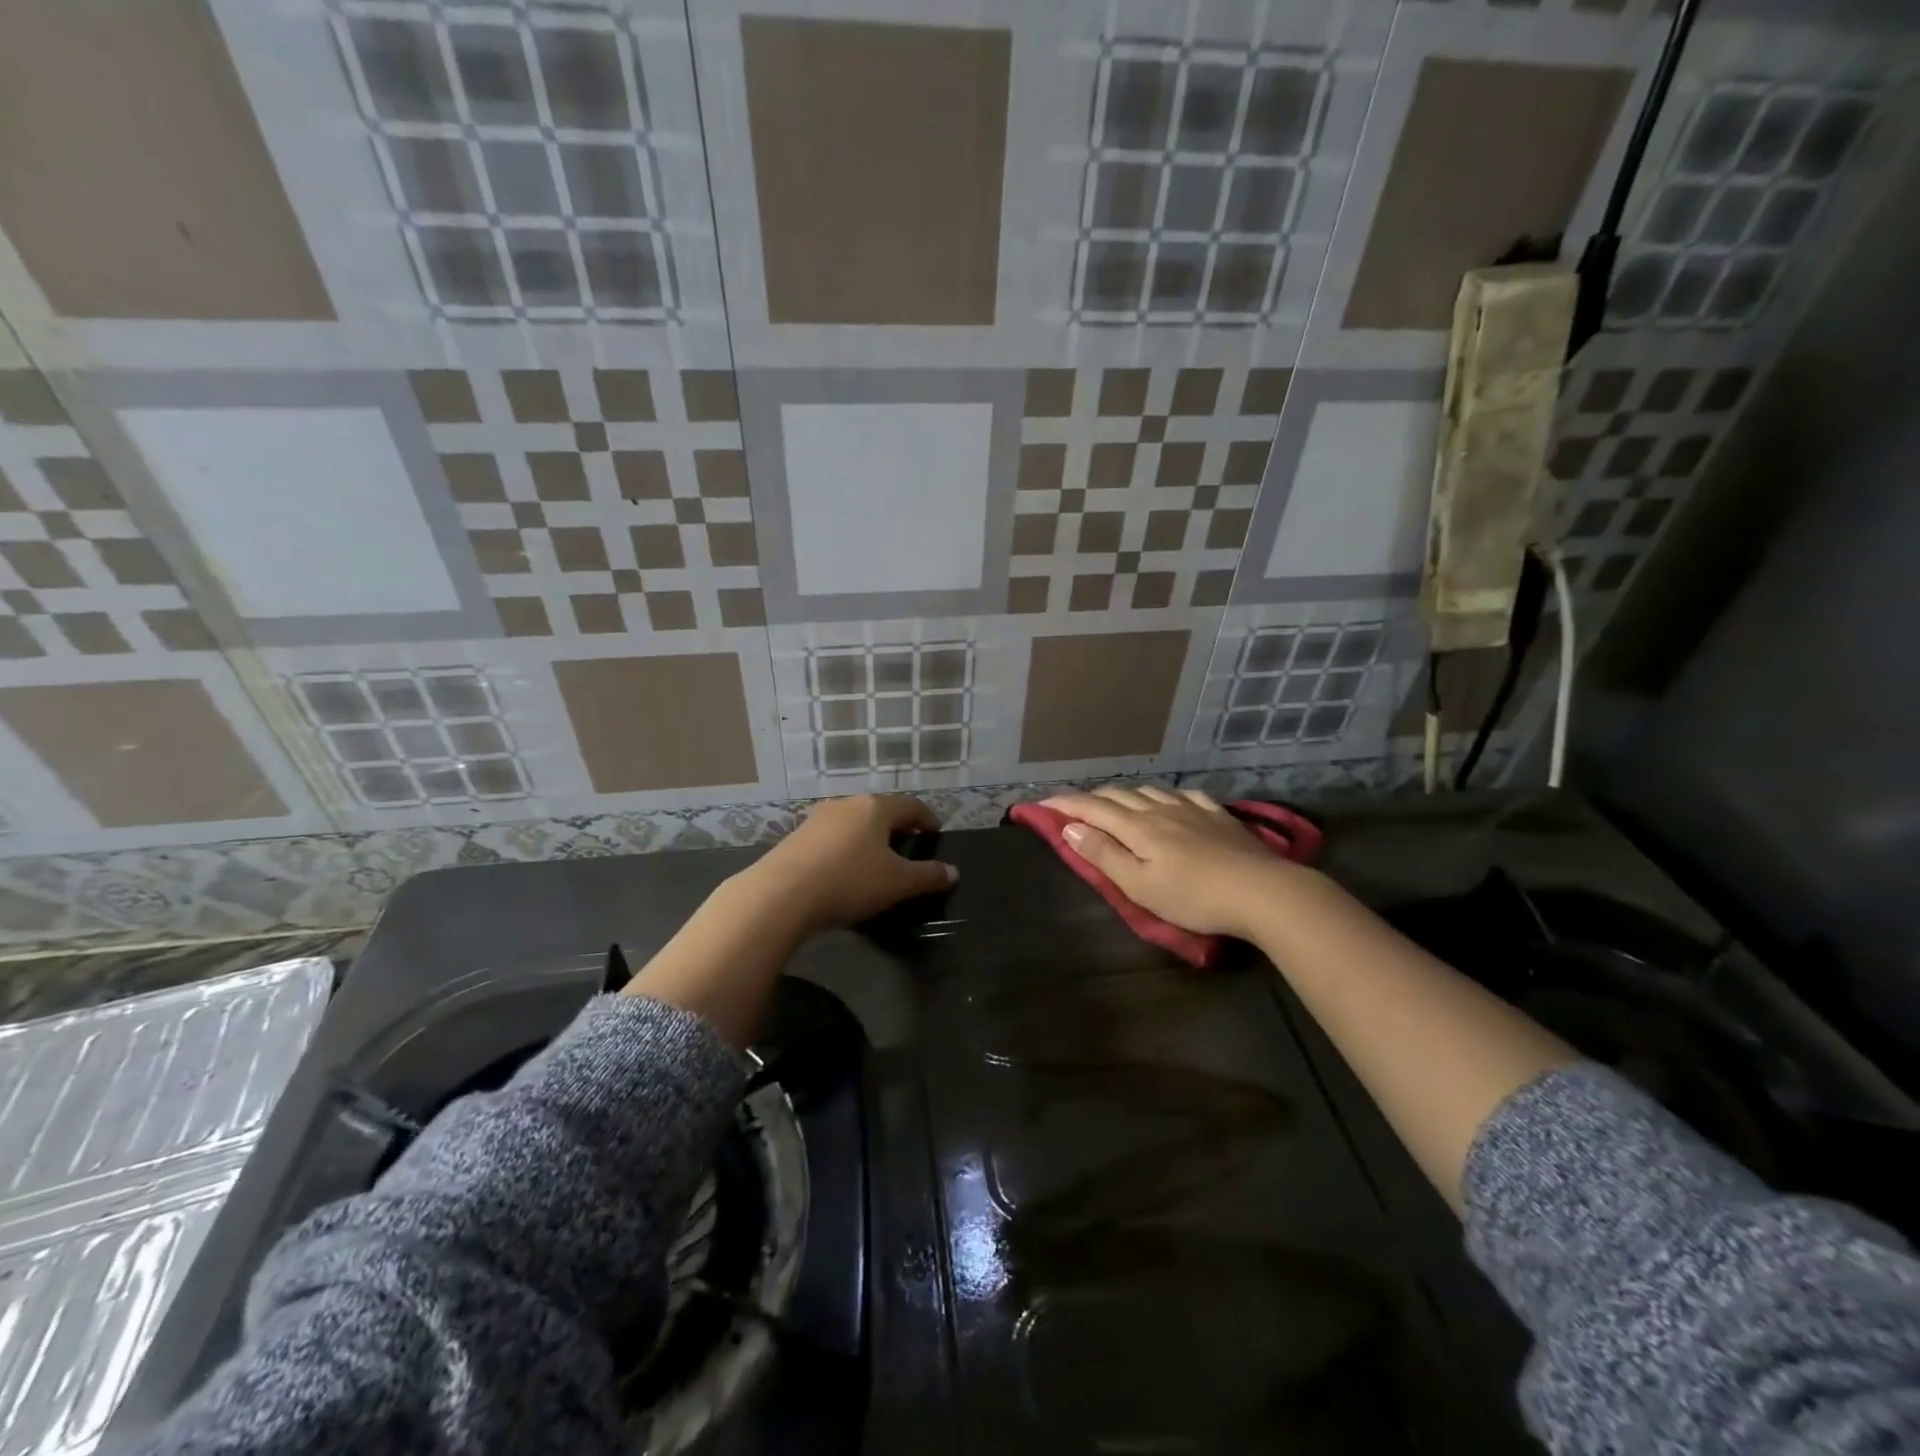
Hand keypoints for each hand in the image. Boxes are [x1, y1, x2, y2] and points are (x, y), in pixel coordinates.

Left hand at [742, 794, 954, 933]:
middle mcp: (846, 804)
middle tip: (909, 846)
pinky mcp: (796, 837)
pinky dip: (845, 848)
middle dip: (896, 827)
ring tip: (876, 859)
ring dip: (868, 837)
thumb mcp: (897, 883)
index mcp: (875, 807)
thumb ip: (928, 876)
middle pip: (880, 810)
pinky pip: (831, 837)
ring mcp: (817, 818)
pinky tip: (844, 870)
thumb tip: (952, 871)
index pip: (910, 806)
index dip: (927, 819)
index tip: (935, 833)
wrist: (780, 895)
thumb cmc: (849, 881)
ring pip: (853, 823)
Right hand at [1042, 786, 1298, 939]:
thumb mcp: (1140, 886)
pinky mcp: (1217, 815)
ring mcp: (1191, 808)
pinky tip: (1170, 801)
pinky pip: (1183, 794)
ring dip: (1125, 793)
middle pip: (1119, 794)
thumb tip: (1071, 827)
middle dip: (1091, 797)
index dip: (1065, 804)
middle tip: (1075, 807)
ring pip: (1149, 790)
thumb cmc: (1194, 897)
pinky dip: (1164, 795)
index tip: (1043, 804)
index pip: (1092, 808)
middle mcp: (1160, 809)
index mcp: (1137, 827)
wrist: (1262, 891)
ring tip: (1116, 802)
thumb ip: (1104, 855)